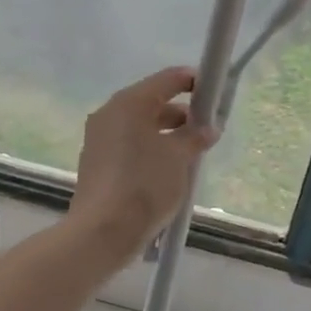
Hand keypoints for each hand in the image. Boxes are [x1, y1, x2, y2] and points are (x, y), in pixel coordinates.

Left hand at [66, 67, 217, 259]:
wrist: (102, 232)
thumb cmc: (145, 185)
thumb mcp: (179, 158)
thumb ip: (195, 136)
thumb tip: (208, 128)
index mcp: (130, 102)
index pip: (168, 79)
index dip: (193, 82)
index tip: (214, 94)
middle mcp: (110, 113)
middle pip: (152, 101)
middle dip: (181, 113)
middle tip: (206, 130)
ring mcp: (99, 137)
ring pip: (140, 125)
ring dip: (166, 133)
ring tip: (191, 154)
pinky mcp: (96, 161)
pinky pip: (129, 144)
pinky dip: (149, 148)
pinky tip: (167, 170)